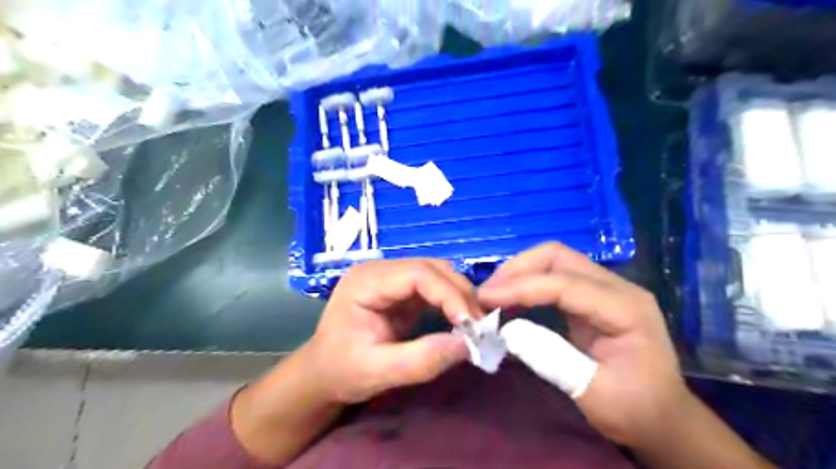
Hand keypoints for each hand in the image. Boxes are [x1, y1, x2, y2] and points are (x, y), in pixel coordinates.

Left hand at [305, 258, 479, 404]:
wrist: (322, 374)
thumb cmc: (340, 372)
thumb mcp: (377, 372)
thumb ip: (421, 360)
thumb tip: (468, 345)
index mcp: (366, 281)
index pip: (417, 273)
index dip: (448, 294)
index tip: (471, 323)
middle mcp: (380, 270)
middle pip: (431, 268)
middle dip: (459, 294)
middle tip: (480, 326)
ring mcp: (391, 278)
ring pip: (437, 274)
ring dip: (459, 296)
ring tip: (474, 324)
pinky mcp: (401, 290)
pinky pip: (434, 288)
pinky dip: (451, 302)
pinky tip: (461, 320)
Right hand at [480, 243, 689, 448]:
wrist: (665, 419)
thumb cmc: (635, 410)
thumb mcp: (591, 391)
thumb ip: (548, 356)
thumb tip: (505, 329)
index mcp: (624, 308)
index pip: (564, 283)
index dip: (520, 287)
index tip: (484, 298)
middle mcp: (617, 287)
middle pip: (558, 256)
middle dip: (517, 269)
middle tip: (487, 292)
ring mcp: (606, 289)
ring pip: (555, 261)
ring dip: (520, 272)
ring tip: (493, 293)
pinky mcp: (594, 297)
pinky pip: (556, 276)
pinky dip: (529, 282)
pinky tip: (512, 297)